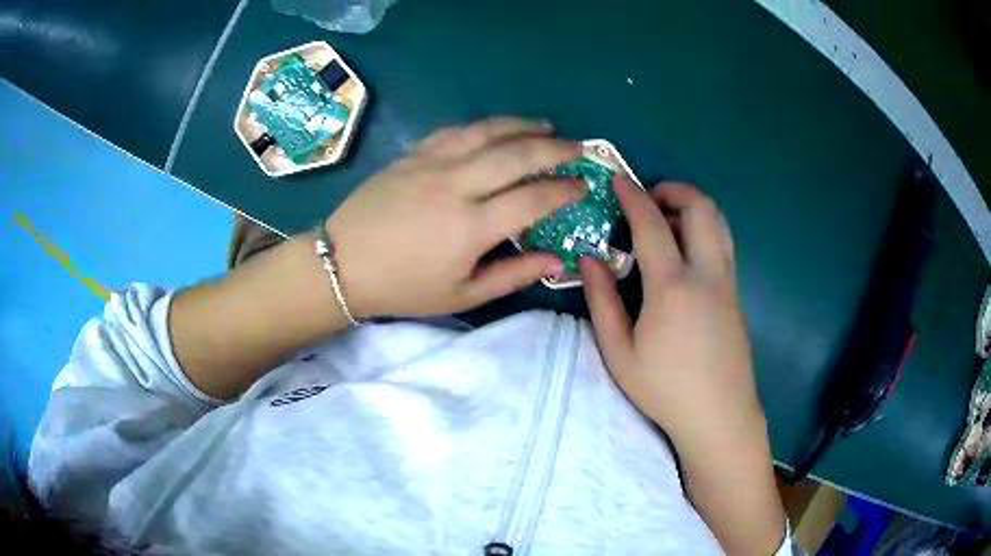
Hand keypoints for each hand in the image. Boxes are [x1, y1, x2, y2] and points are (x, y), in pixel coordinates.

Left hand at [326, 118, 585, 317]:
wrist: (343, 263)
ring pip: (487, 132)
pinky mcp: (412, 154)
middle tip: (578, 146)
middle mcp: (456, 185)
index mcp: (472, 227)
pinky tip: (496, 128)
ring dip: (521, 125)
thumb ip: (514, 274)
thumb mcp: (462, 295)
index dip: (564, 190)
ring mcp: (431, 163)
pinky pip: (455, 130)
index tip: (582, 186)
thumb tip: (558, 260)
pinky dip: (482, 126)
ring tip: (545, 126)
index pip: (533, 198)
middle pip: (516, 154)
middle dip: (554, 148)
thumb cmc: (404, 287)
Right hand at [580, 179, 765, 451]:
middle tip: (649, 199)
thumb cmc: (664, 390)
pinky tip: (684, 256)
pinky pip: (723, 245)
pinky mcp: (736, 296)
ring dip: (693, 208)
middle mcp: (706, 274)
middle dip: (674, 190)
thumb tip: (590, 259)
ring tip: (667, 222)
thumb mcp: (619, 352)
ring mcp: (727, 283)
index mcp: (672, 287)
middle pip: (701, 208)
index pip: (652, 223)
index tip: (618, 181)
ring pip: (719, 223)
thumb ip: (602, 301)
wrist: (719, 416)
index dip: (633, 195)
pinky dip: (703, 231)